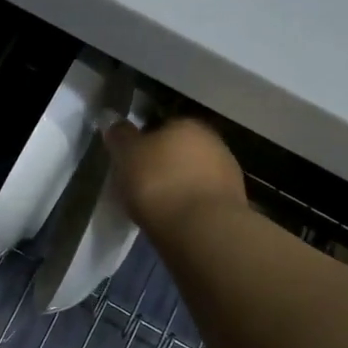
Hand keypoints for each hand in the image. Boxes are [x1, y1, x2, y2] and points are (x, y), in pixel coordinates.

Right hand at [105, 117, 247, 232]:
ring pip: (194, 174)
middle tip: (141, 185)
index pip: (161, 127)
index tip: (131, 163)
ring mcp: (228, 172)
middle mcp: (212, 141)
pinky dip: (190, 204)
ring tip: (158, 207)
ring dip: (179, 185)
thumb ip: (119, 135)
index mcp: (186, 124)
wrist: (202, 228)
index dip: (143, 144)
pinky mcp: (235, 202)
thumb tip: (112, 119)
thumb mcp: (126, 155)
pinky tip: (176, 219)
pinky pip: (203, 197)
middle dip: (163, 164)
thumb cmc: (158, 183)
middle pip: (179, 150)